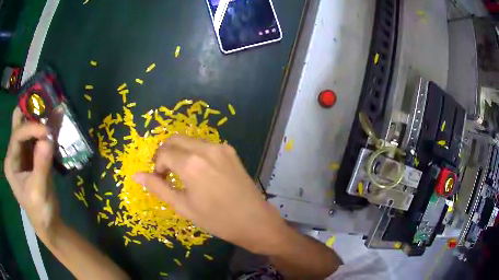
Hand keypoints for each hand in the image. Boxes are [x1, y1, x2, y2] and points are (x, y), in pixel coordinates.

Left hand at [4, 107, 59, 237]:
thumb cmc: (40, 212)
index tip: (48, 131)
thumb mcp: (39, 192)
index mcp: (10, 163)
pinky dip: (46, 126)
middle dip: (30, 114)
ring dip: (40, 117)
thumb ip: (41, 166)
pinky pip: (37, 133)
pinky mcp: (31, 152)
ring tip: (53, 112)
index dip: (31, 128)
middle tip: (45, 109)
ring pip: (28, 124)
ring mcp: (21, 151)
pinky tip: (56, 120)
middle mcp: (13, 152)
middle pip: (18, 122)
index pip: (17, 135)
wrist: (48, 222)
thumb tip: (48, 139)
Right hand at [132, 135, 287, 253]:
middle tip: (166, 173)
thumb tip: (136, 175)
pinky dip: (195, 153)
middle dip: (165, 153)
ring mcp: (220, 147)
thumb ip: (158, 187)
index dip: (157, 167)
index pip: (163, 154)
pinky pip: (205, 145)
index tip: (160, 180)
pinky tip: (199, 171)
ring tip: (182, 173)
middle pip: (175, 139)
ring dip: (180, 152)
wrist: (254, 221)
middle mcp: (205, 148)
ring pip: (190, 140)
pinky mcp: (231, 151)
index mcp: (191, 163)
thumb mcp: (183, 206)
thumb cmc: (216, 219)